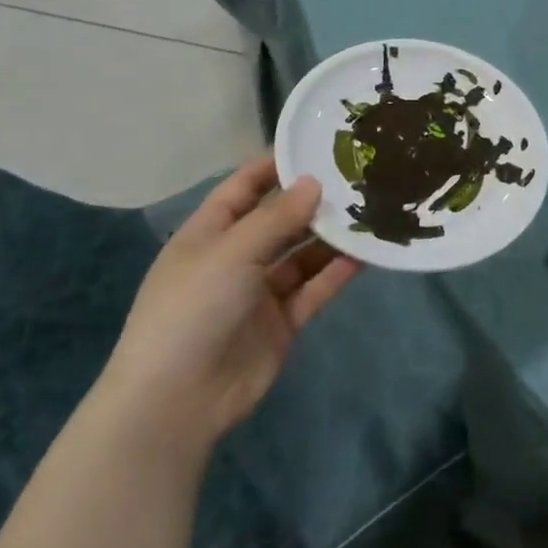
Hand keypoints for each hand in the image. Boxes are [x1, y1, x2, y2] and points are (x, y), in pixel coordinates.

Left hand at [96, 156, 360, 454]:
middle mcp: (235, 258)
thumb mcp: (231, 252)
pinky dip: (337, 272)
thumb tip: (315, 182)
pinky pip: (314, 289)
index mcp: (209, 234)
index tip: (316, 145)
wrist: (177, 401)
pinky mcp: (281, 323)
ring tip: (371, 211)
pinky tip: (366, 254)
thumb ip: (277, 217)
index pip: (244, 187)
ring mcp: (259, 292)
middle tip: (358, 178)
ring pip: (302, 255)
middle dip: (313, 201)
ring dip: (331, 237)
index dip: (275, 166)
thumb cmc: (192, 309)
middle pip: (279, 220)